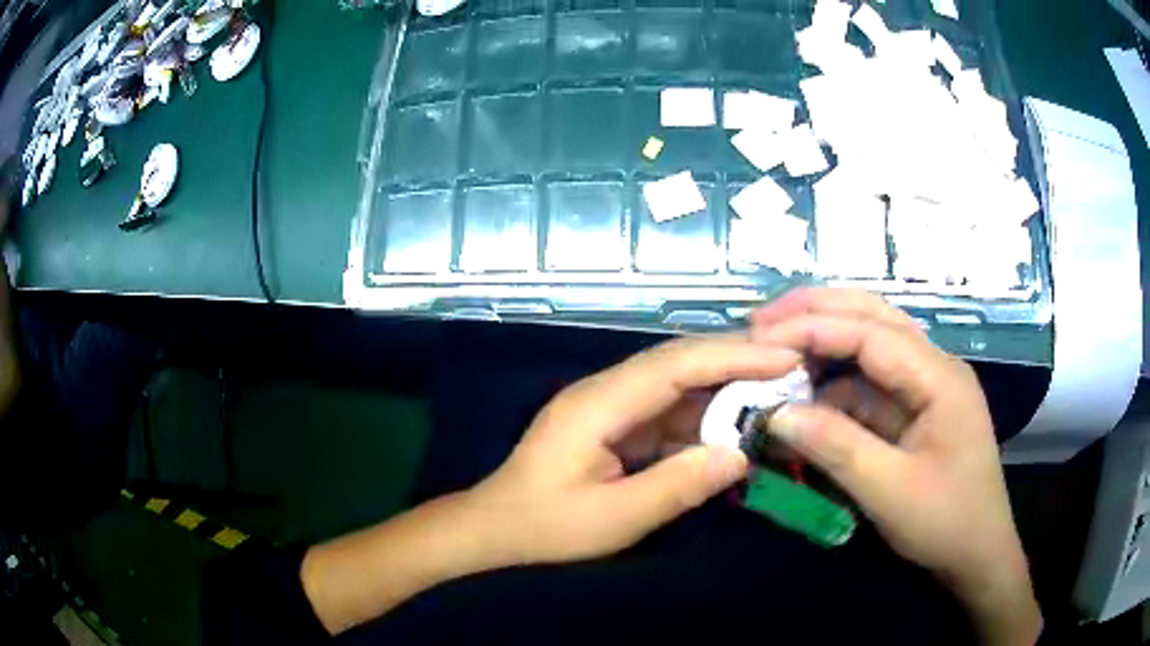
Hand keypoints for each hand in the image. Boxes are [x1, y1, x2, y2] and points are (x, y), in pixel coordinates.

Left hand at [466, 335, 801, 565]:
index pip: (676, 364)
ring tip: (776, 390)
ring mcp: (610, 405)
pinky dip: (705, 413)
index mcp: (600, 403)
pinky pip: (668, 409)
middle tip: (792, 365)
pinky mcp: (615, 423)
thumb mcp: (613, 518)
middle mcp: (606, 391)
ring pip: (677, 382)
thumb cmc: (546, 525)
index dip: (733, 356)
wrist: (495, 527)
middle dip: (736, 360)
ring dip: (725, 385)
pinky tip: (735, 422)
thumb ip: (677, 486)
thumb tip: (740, 454)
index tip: (785, 356)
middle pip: (679, 362)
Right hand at [751, 288, 1040, 644]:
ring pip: (871, 344)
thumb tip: (776, 414)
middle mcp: (934, 366)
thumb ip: (836, 447)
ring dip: (825, 343)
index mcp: (939, 377)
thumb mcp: (890, 491)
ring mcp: (926, 386)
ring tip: (776, 348)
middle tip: (761, 321)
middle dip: (817, 312)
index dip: (812, 328)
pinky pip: (870, 385)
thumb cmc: (946, 522)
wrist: (977, 554)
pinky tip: (808, 397)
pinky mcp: (915, 410)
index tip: (759, 338)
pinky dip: (835, 385)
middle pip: (873, 316)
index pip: (870, 332)